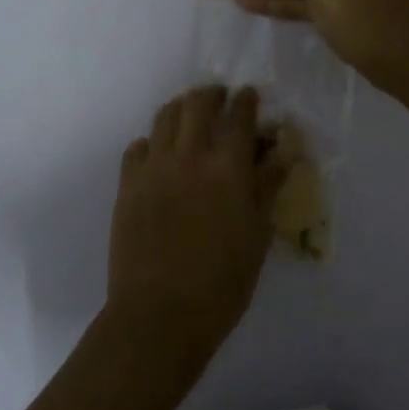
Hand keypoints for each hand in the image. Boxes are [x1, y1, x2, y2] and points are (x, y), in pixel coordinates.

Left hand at [108, 86, 273, 350]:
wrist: (160, 314)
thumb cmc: (222, 283)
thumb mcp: (258, 235)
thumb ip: (267, 186)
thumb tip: (280, 151)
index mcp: (228, 167)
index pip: (239, 115)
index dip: (247, 101)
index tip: (250, 96)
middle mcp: (189, 155)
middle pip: (198, 103)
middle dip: (212, 94)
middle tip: (220, 99)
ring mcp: (153, 167)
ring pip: (165, 117)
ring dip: (181, 109)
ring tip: (189, 116)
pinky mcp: (128, 184)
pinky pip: (138, 147)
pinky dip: (152, 141)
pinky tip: (159, 154)